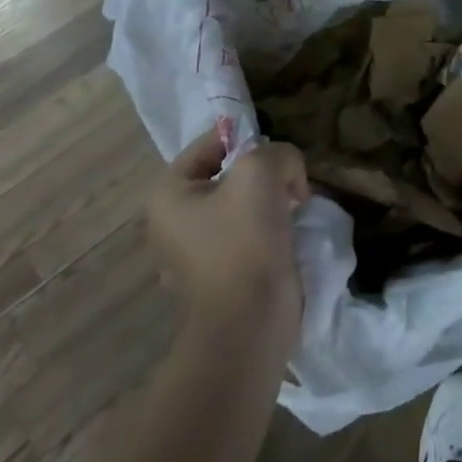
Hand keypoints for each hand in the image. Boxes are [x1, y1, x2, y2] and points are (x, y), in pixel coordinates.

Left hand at [145, 129, 308, 353]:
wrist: (250, 321)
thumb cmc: (244, 240)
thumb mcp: (261, 171)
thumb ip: (277, 152)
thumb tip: (288, 172)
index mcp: (167, 194)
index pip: (211, 144)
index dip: (249, 139)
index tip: (280, 155)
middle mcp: (173, 220)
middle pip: (228, 173)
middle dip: (265, 173)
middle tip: (291, 181)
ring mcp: (195, 250)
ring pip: (242, 202)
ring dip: (271, 199)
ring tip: (294, 206)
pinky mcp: (220, 273)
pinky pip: (248, 231)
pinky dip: (270, 226)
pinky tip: (288, 233)